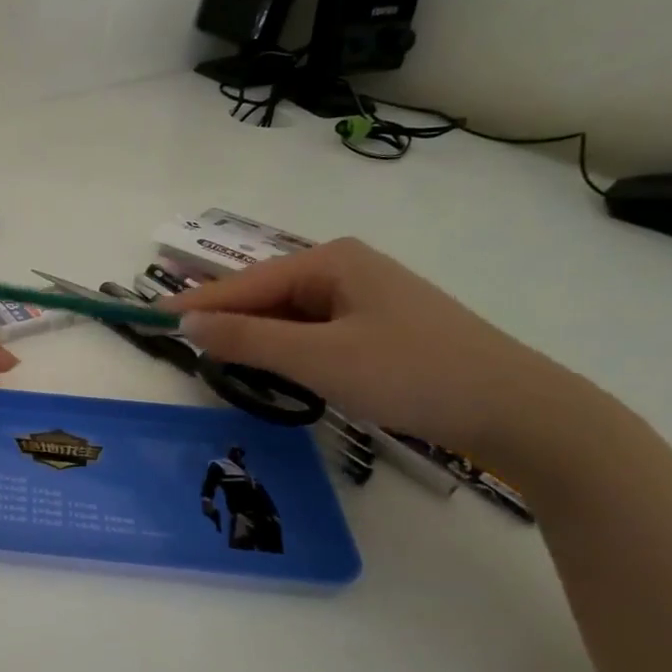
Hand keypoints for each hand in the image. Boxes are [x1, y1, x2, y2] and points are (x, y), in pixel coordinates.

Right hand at [163, 238, 580, 457]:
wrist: (521, 410)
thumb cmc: (413, 374)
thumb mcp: (319, 359)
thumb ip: (248, 340)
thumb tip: (188, 324)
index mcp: (330, 260)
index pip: (244, 283)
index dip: (197, 305)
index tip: (151, 321)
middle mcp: (345, 268)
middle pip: (265, 295)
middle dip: (226, 322)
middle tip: (180, 348)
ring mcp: (365, 297)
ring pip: (289, 316)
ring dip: (257, 339)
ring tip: (219, 362)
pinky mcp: (380, 327)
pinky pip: (314, 332)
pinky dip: (288, 349)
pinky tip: (277, 369)